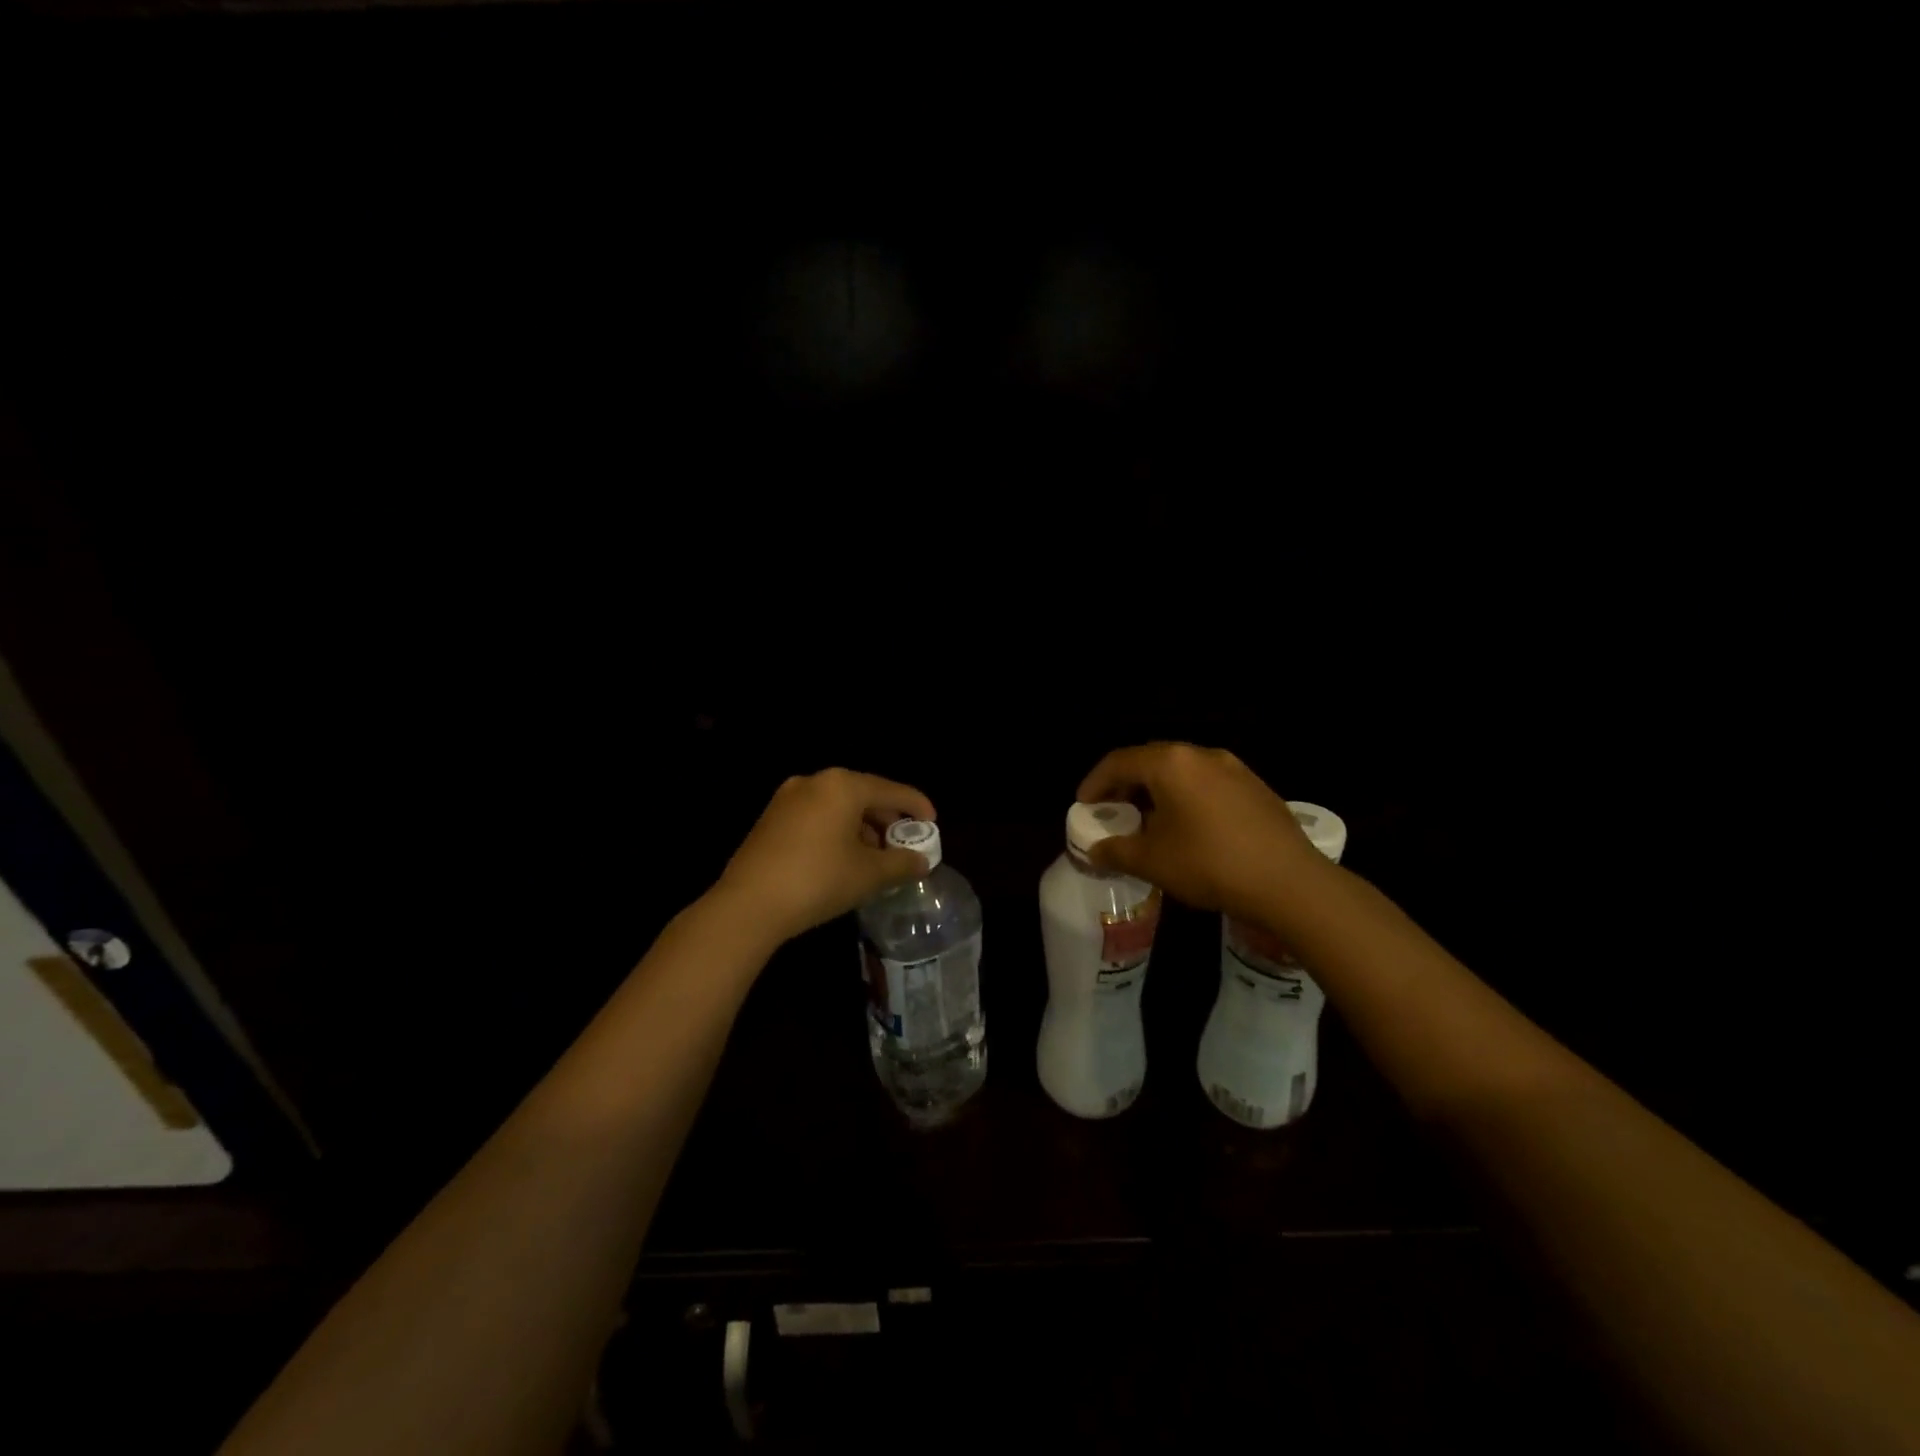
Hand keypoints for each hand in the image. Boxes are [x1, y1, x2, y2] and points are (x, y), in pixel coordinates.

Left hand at [714, 769, 936, 944]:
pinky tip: (842, 858)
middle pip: (863, 794)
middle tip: (904, 843)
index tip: (933, 823)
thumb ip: (901, 863)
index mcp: (843, 785)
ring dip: (861, 826)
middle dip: (887, 819)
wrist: (748, 905)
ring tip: (875, 856)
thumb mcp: (869, 874)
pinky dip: (836, 830)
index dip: (916, 806)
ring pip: (838, 806)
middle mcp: (814, 781)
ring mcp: (787, 798)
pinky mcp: (770, 818)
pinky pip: (816, 816)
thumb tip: (922, 861)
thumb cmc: (818, 880)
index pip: (891, 790)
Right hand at [1076, 742, 1328, 923]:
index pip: (1119, 761)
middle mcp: (1201, 755)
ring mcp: (1233, 768)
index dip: (1095, 782)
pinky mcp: (1256, 787)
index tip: (1083, 804)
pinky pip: (1207, 783)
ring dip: (1158, 791)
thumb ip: (1116, 850)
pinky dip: (1186, 797)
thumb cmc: (1209, 864)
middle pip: (1151, 760)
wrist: (1289, 882)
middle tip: (1112, 810)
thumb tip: (1095, 849)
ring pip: (1182, 771)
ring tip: (1148, 820)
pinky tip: (1188, 827)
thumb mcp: (1152, 861)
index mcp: (1170, 763)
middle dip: (1126, 784)